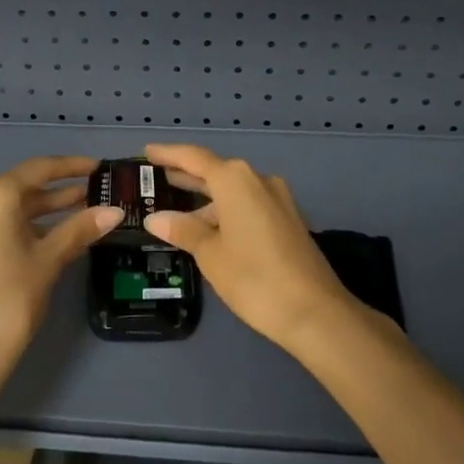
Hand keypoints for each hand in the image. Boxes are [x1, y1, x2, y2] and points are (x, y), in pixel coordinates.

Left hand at [0, 156, 122, 391]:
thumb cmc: (11, 299)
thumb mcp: (50, 260)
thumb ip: (81, 229)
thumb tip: (115, 211)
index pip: (40, 169)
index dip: (72, 167)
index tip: (99, 168)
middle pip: (25, 188)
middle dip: (61, 192)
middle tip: (97, 193)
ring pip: (12, 210)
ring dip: (46, 211)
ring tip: (84, 212)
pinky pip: (0, 227)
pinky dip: (27, 228)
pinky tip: (54, 236)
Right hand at [143, 144, 356, 352]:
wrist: (315, 312)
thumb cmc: (254, 278)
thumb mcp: (210, 254)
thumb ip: (182, 230)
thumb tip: (155, 218)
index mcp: (235, 180)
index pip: (194, 157)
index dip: (168, 153)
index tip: (147, 152)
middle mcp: (258, 180)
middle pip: (215, 170)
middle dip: (186, 174)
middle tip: (157, 178)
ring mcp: (277, 199)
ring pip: (233, 190)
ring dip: (206, 197)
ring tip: (176, 207)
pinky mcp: (288, 219)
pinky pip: (248, 204)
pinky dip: (225, 209)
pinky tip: (209, 227)